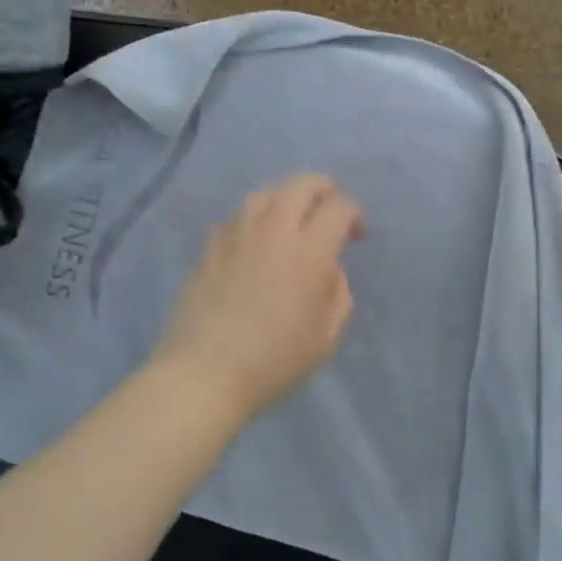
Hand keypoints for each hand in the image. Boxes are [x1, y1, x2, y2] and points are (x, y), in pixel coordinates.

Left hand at [152, 174, 363, 421]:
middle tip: (330, 212)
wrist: (205, 375)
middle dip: (324, 189)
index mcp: (308, 252)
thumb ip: (337, 294)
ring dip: (286, 199)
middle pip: (301, 185)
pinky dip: (252, 222)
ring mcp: (235, 237)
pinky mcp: (208, 250)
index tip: (357, 236)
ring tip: (291, 222)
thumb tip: (328, 269)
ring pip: (264, 194)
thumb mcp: (326, 338)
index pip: (338, 207)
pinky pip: (234, 220)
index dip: (354, 214)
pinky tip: (253, 244)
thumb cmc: (274, 362)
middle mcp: (272, 232)